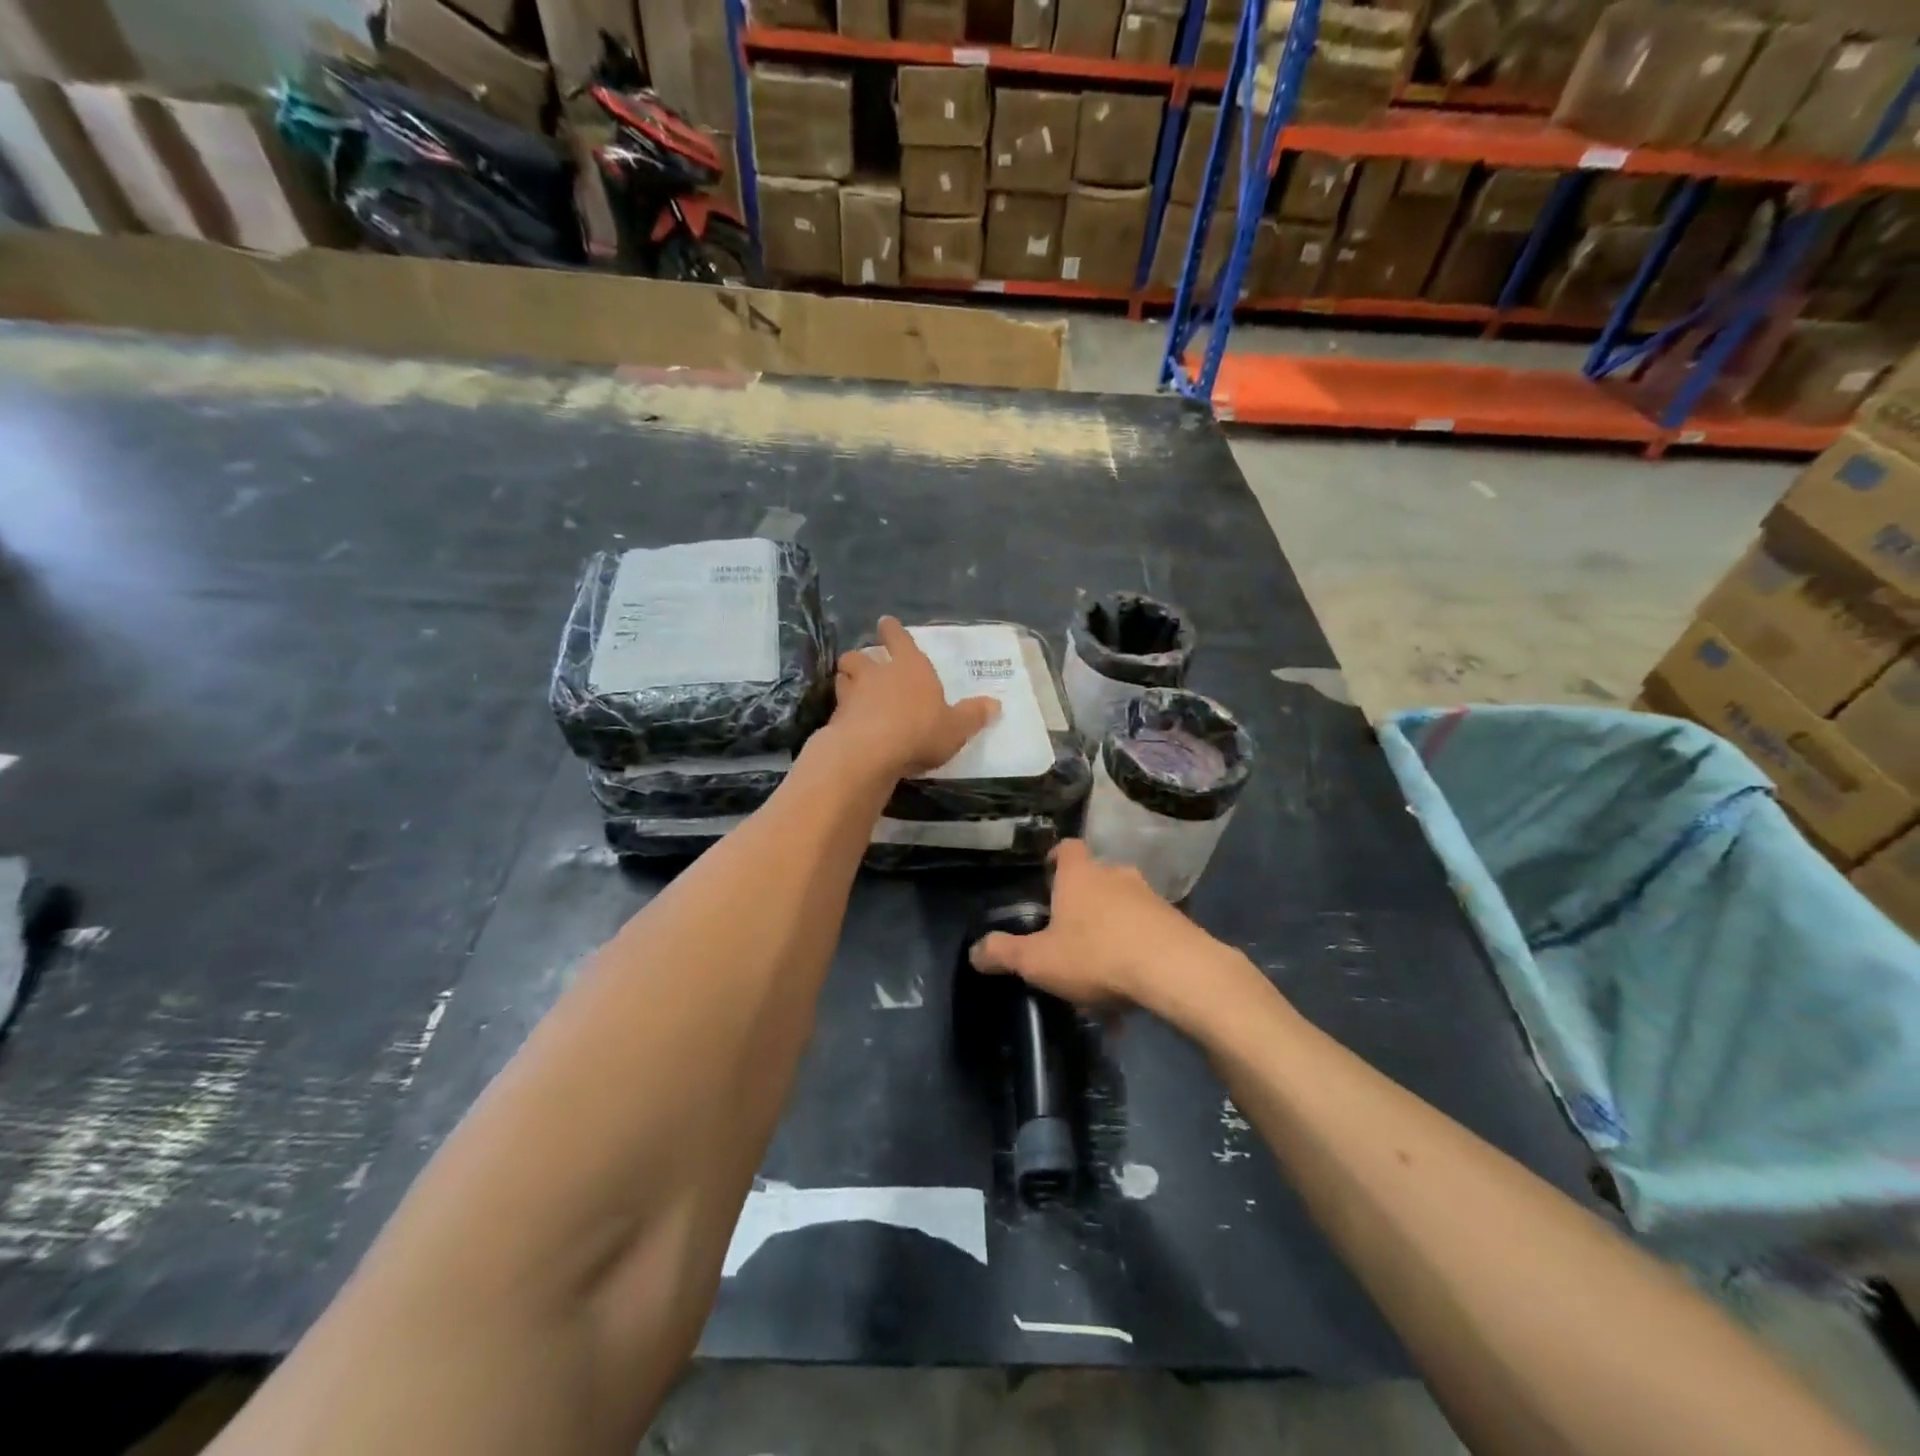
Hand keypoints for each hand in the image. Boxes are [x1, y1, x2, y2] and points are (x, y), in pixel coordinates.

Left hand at [831, 617, 998, 778]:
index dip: (893, 630)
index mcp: (910, 667)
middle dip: (861, 659)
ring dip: (847, 683)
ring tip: (853, 693)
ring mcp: (852, 695)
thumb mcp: (956, 728)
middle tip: (865, 667)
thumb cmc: (920, 731)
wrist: (870, 752)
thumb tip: (995, 704)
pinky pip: (837, 710)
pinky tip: (849, 726)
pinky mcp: (835, 719)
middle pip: (860, 656)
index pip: (899, 638)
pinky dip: (842, 714)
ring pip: (843, 678)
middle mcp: (877, 674)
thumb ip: (972, 716)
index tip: (885, 623)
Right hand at [969, 841, 1249, 1022]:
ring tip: (1101, 972)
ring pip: (1124, 907)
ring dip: (1112, 930)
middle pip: (1096, 879)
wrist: (1176, 971)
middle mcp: (1116, 875)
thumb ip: (1004, 953)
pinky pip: (1148, 932)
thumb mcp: (1039, 961)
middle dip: (1084, 902)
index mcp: (1080, 875)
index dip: (1056, 858)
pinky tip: (1131, 989)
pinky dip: (1138, 952)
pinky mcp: (1177, 922)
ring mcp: (1150, 897)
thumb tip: (974, 951)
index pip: (1067, 847)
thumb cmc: (1097, 955)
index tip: (1048, 876)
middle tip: (1070, 933)